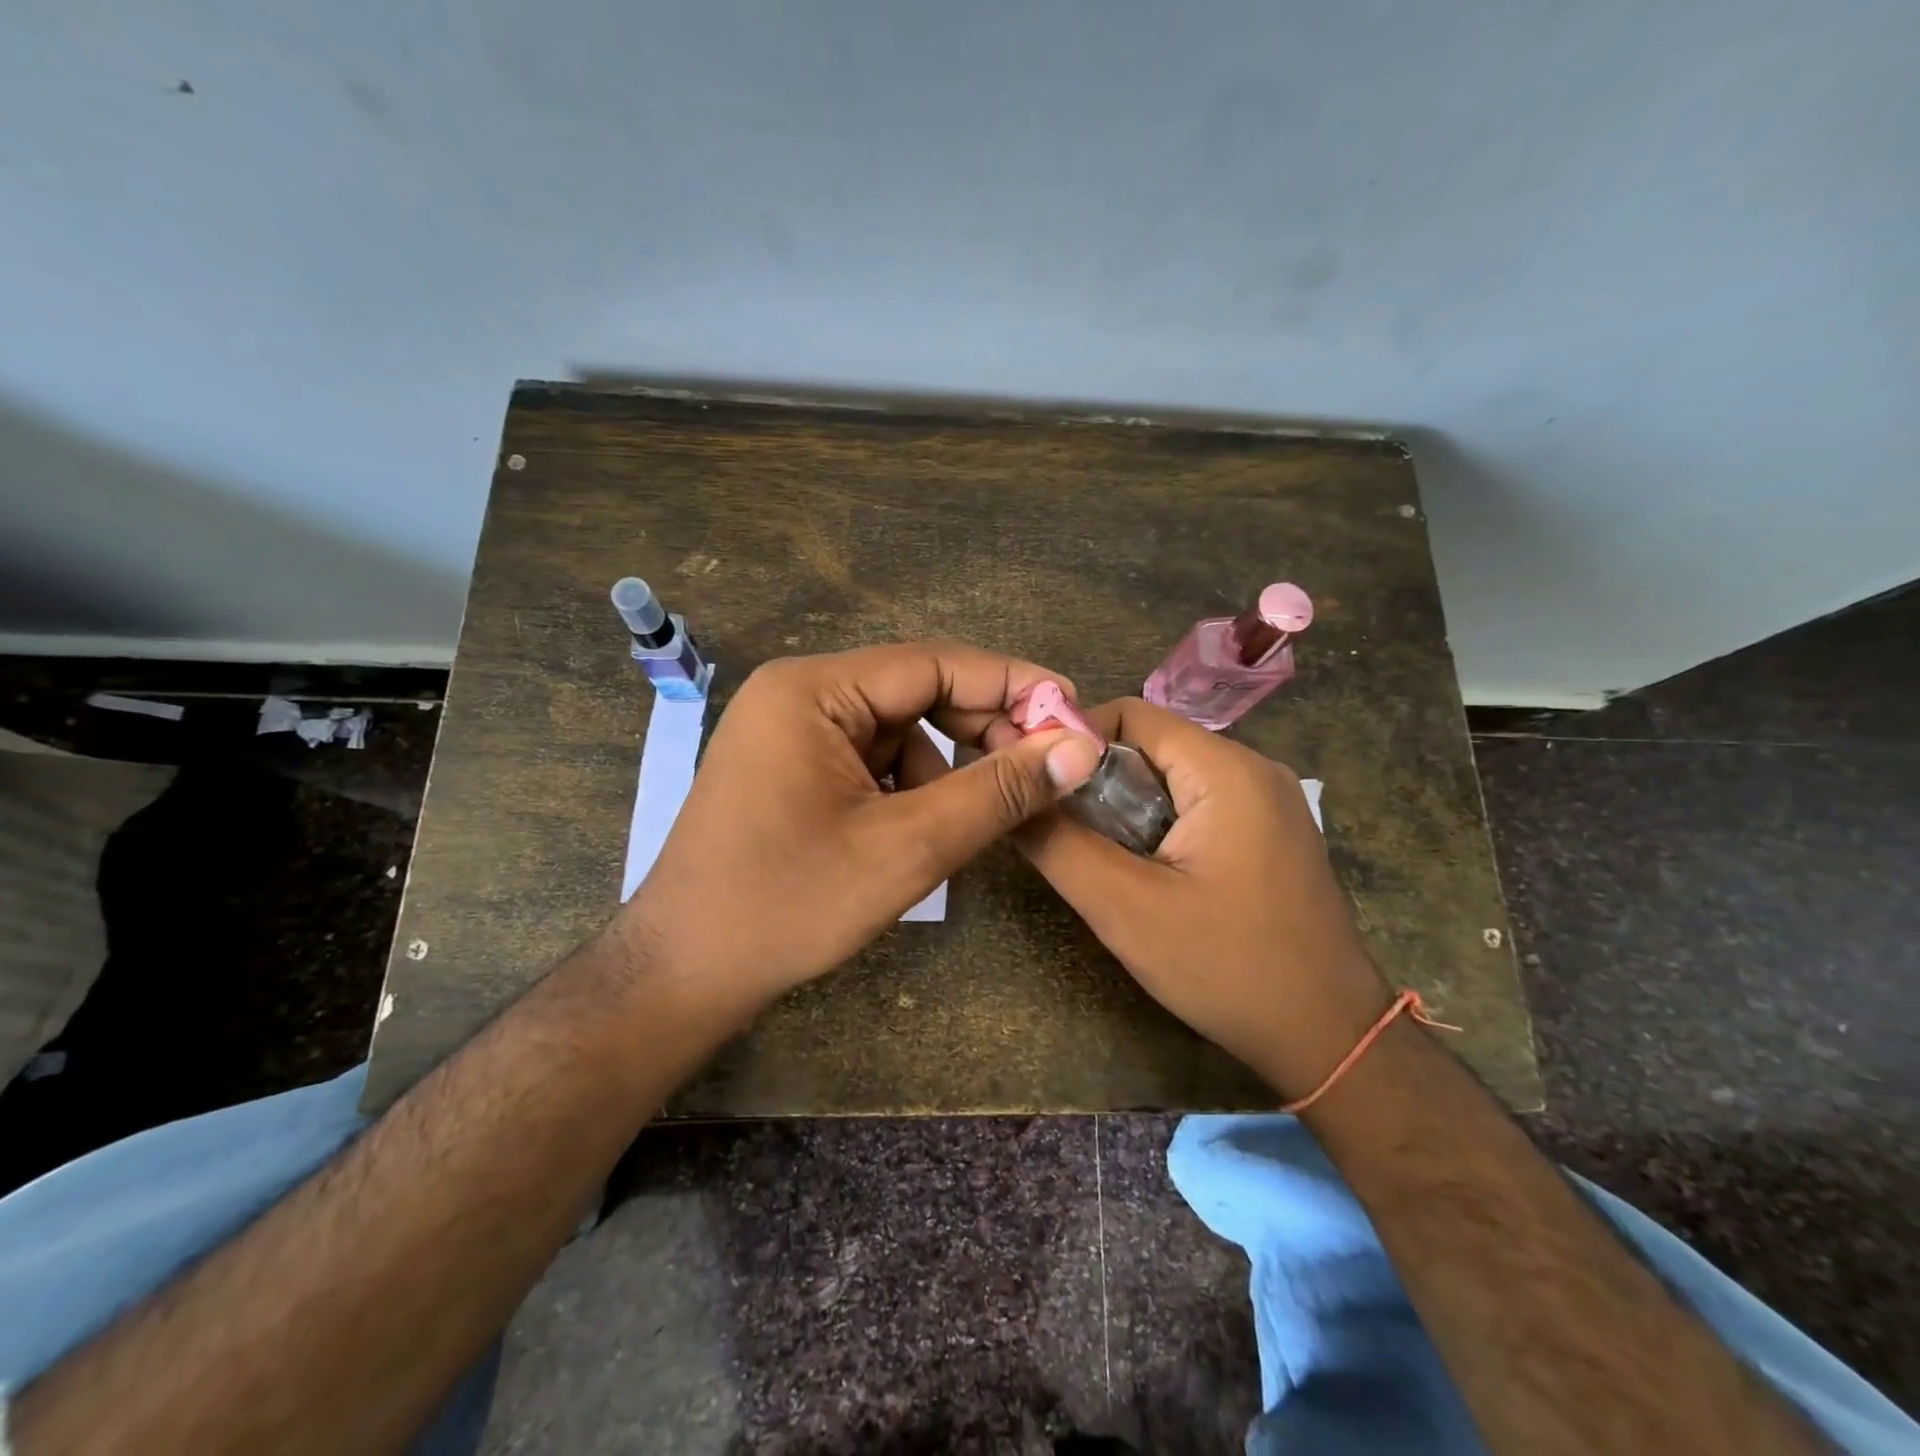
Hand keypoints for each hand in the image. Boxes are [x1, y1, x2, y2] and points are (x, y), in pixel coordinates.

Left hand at [620, 642, 1103, 1010]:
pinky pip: (871, 757)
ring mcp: (789, 730)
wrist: (685, 971)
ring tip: (964, 822)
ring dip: (944, 767)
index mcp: (813, 690)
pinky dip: (908, 786)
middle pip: (916, 691)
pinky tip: (916, 831)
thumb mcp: (907, 848)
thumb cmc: (790, 905)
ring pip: (899, 729)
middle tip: (1040, 770)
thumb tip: (1081, 749)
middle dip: (980, 730)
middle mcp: (798, 693)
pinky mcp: (791, 765)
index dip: (1012, 685)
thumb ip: (998, 792)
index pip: (935, 663)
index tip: (1074, 713)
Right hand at [1004, 696, 1389, 1099]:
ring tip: (1103, 861)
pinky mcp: (1270, 831)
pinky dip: (1158, 825)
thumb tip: (1011, 798)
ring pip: (1171, 777)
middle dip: (1097, 782)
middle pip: (1150, 745)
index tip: (1036, 785)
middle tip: (1064, 834)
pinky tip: (1148, 874)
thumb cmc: (1227, 968)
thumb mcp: (1125, 909)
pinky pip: (1197, 805)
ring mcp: (1267, 800)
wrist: (1329, 1036)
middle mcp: (1253, 768)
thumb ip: (1058, 845)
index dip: (1073, 740)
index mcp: (1225, 770)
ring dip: (1125, 808)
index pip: (1130, 714)